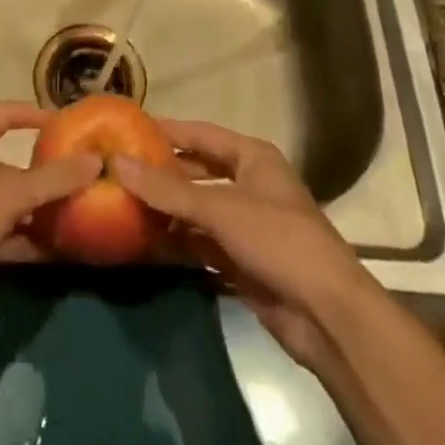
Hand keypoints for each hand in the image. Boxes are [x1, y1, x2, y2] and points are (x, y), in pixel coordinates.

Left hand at [0, 102, 101, 302]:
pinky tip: (57, 252)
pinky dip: (27, 240)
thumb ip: (55, 178)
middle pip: (10, 162)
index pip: (3, 114)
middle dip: (45, 171)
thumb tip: (95, 160)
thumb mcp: (12, 195)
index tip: (64, 122)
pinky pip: (4, 234)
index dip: (32, 113)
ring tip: (78, 215)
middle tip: (81, 178)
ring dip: (39, 210)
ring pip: (10, 202)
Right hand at [113, 119, 370, 373]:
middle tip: (116, 170)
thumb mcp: (220, 208)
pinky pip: (199, 242)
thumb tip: (116, 162)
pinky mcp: (240, 260)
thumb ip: (166, 189)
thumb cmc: (278, 240)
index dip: (165, 131)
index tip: (125, 129)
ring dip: (164, 210)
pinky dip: (176, 241)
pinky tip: (143, 241)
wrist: (327, 316)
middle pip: (196, 171)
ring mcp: (244, 224)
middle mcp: (248, 184)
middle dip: (160, 173)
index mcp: (252, 157)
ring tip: (120, 204)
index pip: (200, 133)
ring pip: (195, 209)